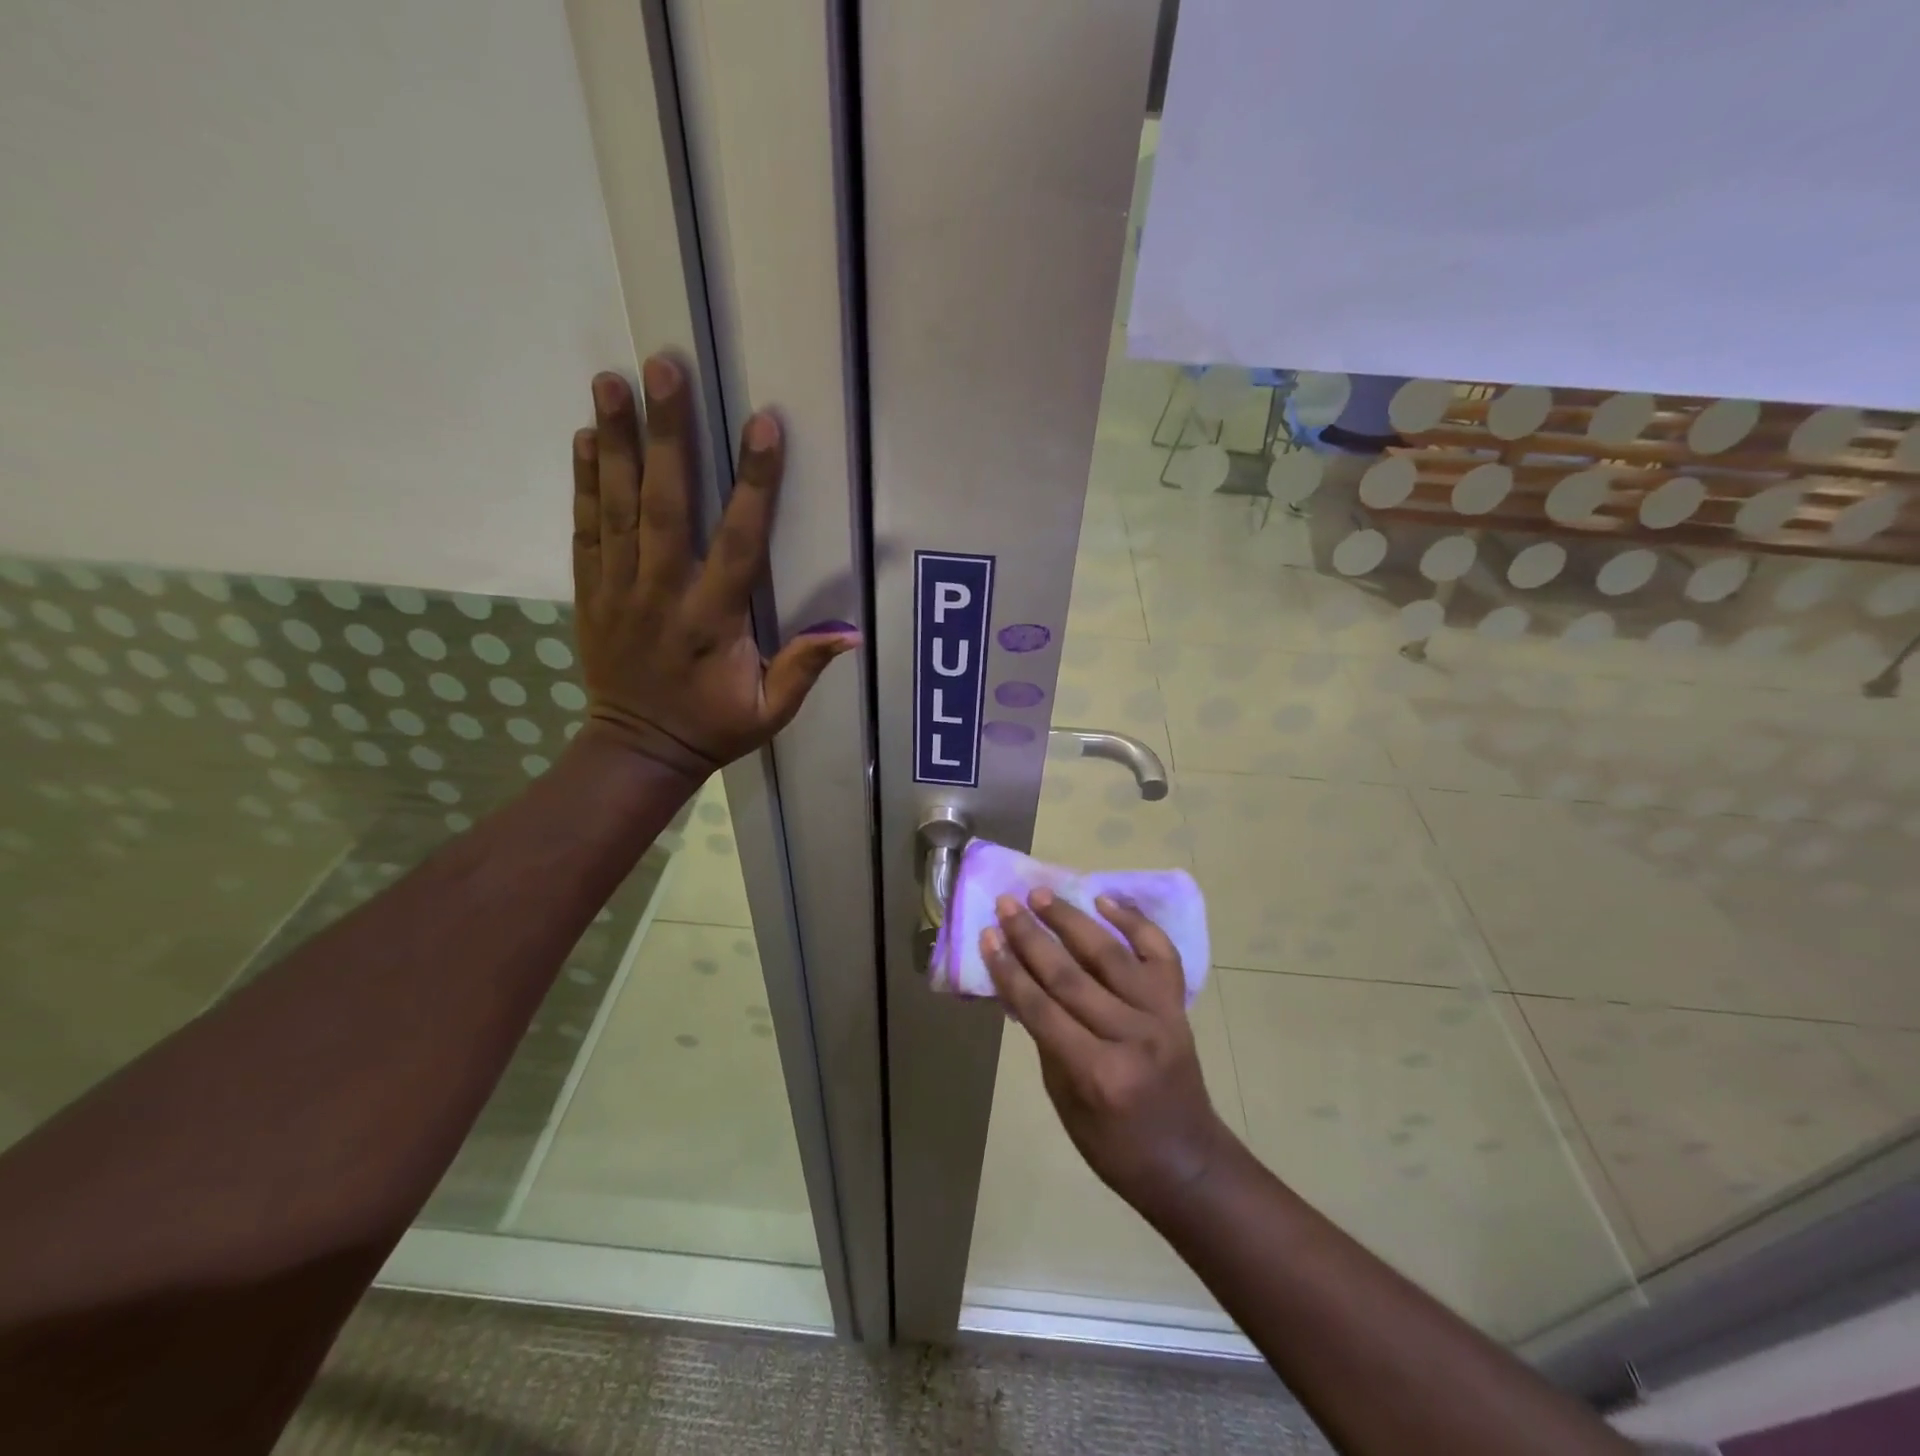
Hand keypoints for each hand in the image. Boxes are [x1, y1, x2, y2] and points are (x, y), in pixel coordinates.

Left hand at [571, 357, 859, 778]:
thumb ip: (804, 667)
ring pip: (618, 507)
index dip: (754, 484)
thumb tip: (851, 632)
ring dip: (618, 442)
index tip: (763, 426)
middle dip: (668, 435)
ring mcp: (619, 590)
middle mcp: (663, 595)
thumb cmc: (713, 727)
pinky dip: (585, 482)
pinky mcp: (591, 593)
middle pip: (665, 506)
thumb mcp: (770, 711)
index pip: (738, 543)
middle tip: (665, 368)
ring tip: (613, 379)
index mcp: (714, 621)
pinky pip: (585, 529)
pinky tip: (589, 437)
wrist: (637, 751)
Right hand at [981, 889, 1234, 1217]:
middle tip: (1006, 904)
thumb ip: (1045, 1039)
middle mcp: (1131, 1036)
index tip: (987, 935)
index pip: (1041, 1009)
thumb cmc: (1115, 1145)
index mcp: (1097, 1073)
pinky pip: (1159, 952)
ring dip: (1071, 919)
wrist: (1188, 1162)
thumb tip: (1021, 984)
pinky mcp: (1179, 1005)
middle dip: (1031, 936)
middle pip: (1070, 975)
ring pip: (1109, 954)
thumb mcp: (1064, 1102)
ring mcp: (1160, 1015)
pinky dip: (1134, 921)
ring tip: (1041, 895)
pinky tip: (1105, 900)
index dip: (1009, 970)